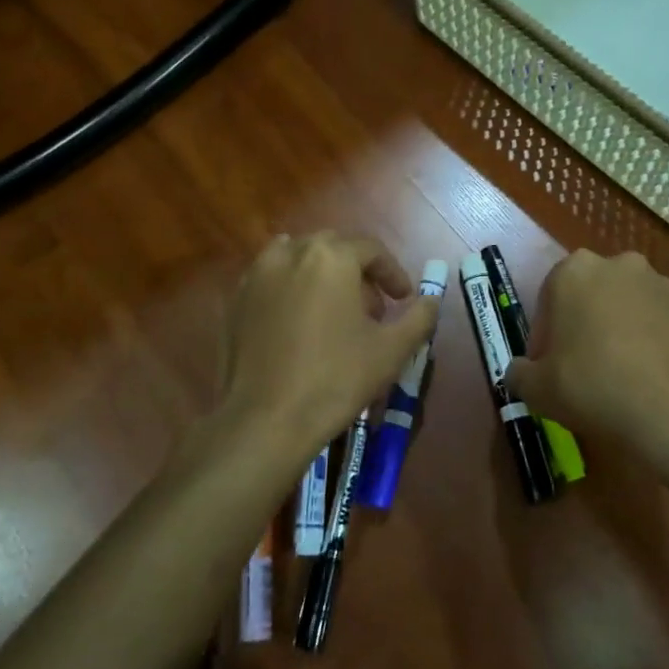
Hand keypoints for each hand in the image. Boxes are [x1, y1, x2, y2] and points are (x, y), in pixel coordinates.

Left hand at [219, 233, 440, 457]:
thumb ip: (419, 317)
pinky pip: (273, 280)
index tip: (404, 298)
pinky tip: (302, 324)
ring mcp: (257, 274)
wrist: (266, 419)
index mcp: (330, 256)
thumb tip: (432, 300)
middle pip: (333, 249)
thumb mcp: (392, 350)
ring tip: (335, 312)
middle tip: (373, 308)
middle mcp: (290, 252)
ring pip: (299, 259)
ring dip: (323, 275)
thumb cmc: (336, 379)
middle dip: (358, 272)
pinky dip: (293, 289)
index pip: (371, 250)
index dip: (393, 274)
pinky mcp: (236, 300)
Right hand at [505, 250, 668, 481]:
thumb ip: (520, 374)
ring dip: (617, 334)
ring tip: (617, 379)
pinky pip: (658, 327)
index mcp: (574, 271)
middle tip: (578, 371)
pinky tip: (647, 383)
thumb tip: (521, 371)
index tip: (547, 369)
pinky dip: (649, 346)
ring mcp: (661, 285)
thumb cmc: (594, 387)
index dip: (543, 338)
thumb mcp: (537, 389)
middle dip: (581, 327)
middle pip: (588, 297)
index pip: (547, 300)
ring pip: (625, 309)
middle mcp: (619, 265)